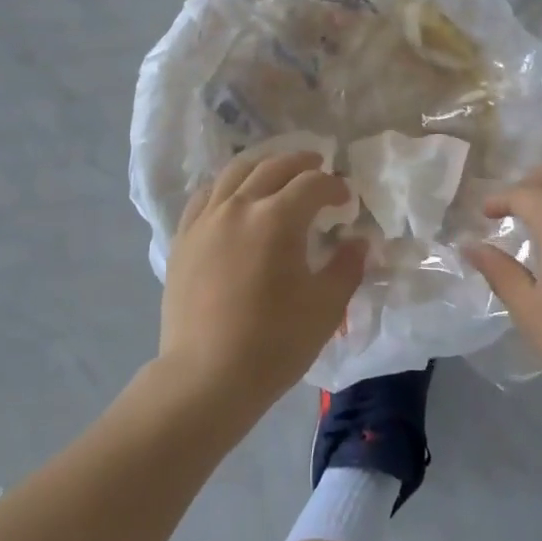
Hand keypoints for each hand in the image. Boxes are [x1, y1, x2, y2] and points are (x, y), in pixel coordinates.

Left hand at [157, 149, 366, 425]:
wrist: (206, 377)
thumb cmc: (274, 343)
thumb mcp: (325, 307)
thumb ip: (347, 267)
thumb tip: (357, 242)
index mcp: (277, 219)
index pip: (312, 184)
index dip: (334, 186)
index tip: (346, 200)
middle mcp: (239, 206)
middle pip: (273, 167)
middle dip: (301, 163)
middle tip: (318, 168)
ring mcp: (206, 220)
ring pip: (235, 172)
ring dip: (263, 165)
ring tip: (277, 171)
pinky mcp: (183, 238)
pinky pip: (206, 196)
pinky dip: (227, 186)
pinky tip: (234, 197)